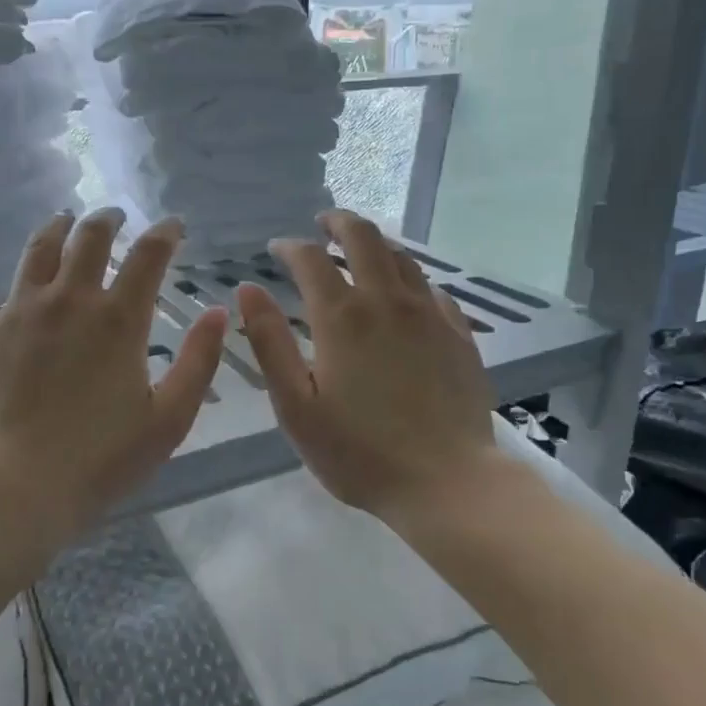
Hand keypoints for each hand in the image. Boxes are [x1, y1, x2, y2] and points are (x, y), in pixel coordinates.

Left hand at [0, 208, 227, 552]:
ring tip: (64, 220)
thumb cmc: (101, 458)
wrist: (15, 487)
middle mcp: (68, 300)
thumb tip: (219, 312)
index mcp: (118, 319)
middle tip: (115, 216)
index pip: (148, 255)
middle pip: (88, 238)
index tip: (174, 225)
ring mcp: (19, 313)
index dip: (165, 232)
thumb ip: (199, 361)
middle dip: (107, 219)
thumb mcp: (169, 417)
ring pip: (36, 251)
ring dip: (54, 229)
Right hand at [236, 210, 503, 525]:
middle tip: (324, 223)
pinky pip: (432, 289)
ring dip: (375, 244)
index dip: (290, 246)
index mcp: (341, 317)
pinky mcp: (458, 334)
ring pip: (401, 257)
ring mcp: (428, 314)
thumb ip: (270, 342)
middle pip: (363, 238)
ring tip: (360, 249)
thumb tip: (247, 290)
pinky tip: (405, 292)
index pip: (310, 259)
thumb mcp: (295, 405)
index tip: (277, 249)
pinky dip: (410, 279)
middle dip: (339, 222)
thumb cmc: (358, 451)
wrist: (447, 482)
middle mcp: (387, 301)